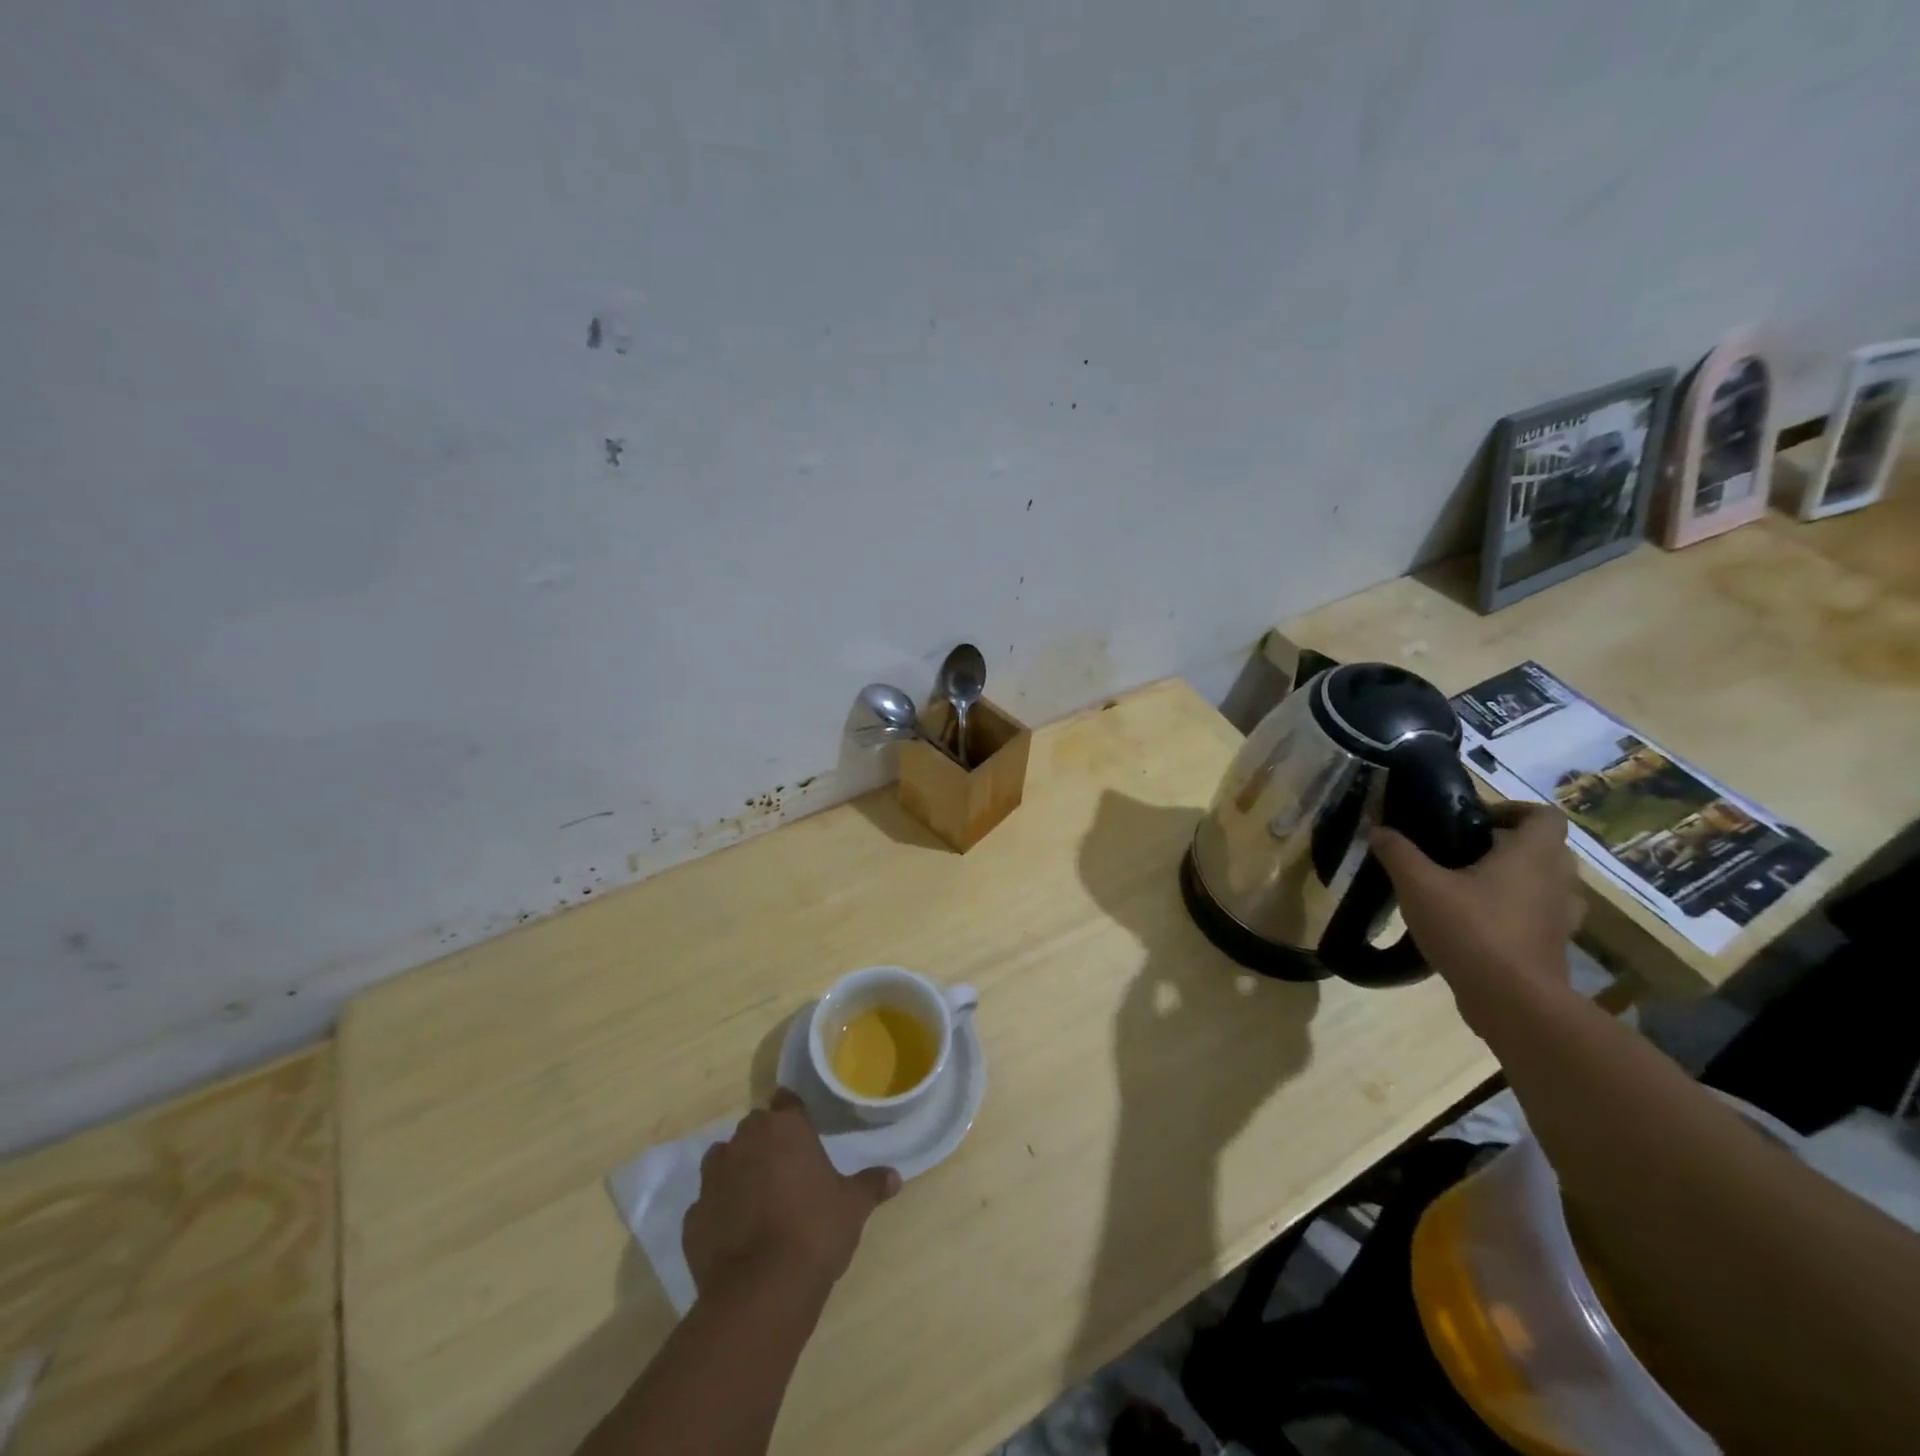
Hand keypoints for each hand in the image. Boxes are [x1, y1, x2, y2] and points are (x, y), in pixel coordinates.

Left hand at [684, 1089, 899, 1310]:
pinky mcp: (692, 1218)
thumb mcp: (853, 1207)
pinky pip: (708, 1204)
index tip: (805, 1132)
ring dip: (737, 1171)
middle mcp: (744, 1141)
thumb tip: (895, 1176)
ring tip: (758, 1199)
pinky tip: (736, 1235)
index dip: (795, 1115)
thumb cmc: (814, 1232)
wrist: (760, 1291)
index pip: (787, 1101)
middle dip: (767, 1143)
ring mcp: (713, 1178)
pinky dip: (720, 1212)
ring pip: (724, 1161)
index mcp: (785, 1127)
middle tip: (787, 1170)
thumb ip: (871, 1185)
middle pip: (754, 1129)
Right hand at [1370, 801, 1583, 1029]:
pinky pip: (1539, 916)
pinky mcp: (1554, 947)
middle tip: (1464, 852)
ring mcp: (1562, 918)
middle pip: (1545, 848)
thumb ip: (1397, 852)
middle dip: (1508, 845)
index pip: (1544, 815)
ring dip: (1516, 879)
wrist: (1512, 1001)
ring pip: (1545, 884)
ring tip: (1470, 887)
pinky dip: (1515, 912)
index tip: (1476, 819)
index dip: (1513, 809)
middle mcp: (1557, 880)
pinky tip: (1477, 923)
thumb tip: (1378, 828)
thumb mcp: (1418, 885)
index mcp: (1532, 855)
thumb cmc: (1470, 929)